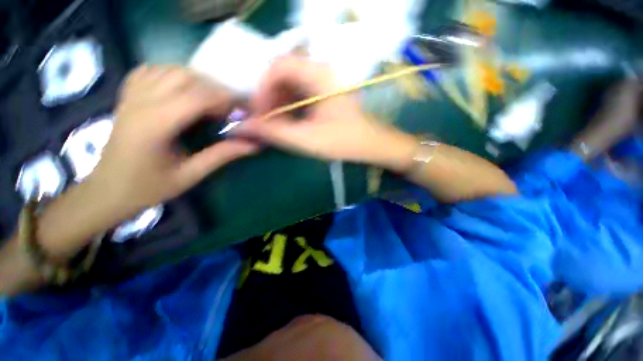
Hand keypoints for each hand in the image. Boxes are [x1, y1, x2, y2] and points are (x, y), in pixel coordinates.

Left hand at [91, 65, 258, 214]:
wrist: (108, 189)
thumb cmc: (149, 187)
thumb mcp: (191, 175)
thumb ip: (222, 155)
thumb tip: (253, 145)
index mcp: (156, 125)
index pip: (197, 97)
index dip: (226, 100)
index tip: (244, 110)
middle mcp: (141, 103)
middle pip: (185, 77)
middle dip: (215, 89)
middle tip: (229, 109)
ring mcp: (131, 96)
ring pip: (169, 70)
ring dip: (197, 81)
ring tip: (210, 101)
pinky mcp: (128, 97)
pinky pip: (150, 71)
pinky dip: (172, 74)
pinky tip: (182, 90)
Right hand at [233, 56, 415, 169]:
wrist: (370, 144)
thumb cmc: (344, 141)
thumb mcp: (307, 139)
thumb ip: (274, 132)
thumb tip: (242, 127)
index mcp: (318, 75)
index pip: (277, 66)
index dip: (261, 89)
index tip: (258, 114)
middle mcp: (319, 71)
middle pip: (281, 74)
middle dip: (268, 98)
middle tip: (264, 122)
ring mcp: (322, 81)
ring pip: (288, 84)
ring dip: (277, 103)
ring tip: (274, 124)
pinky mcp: (323, 92)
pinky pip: (298, 93)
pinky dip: (287, 106)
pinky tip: (286, 122)